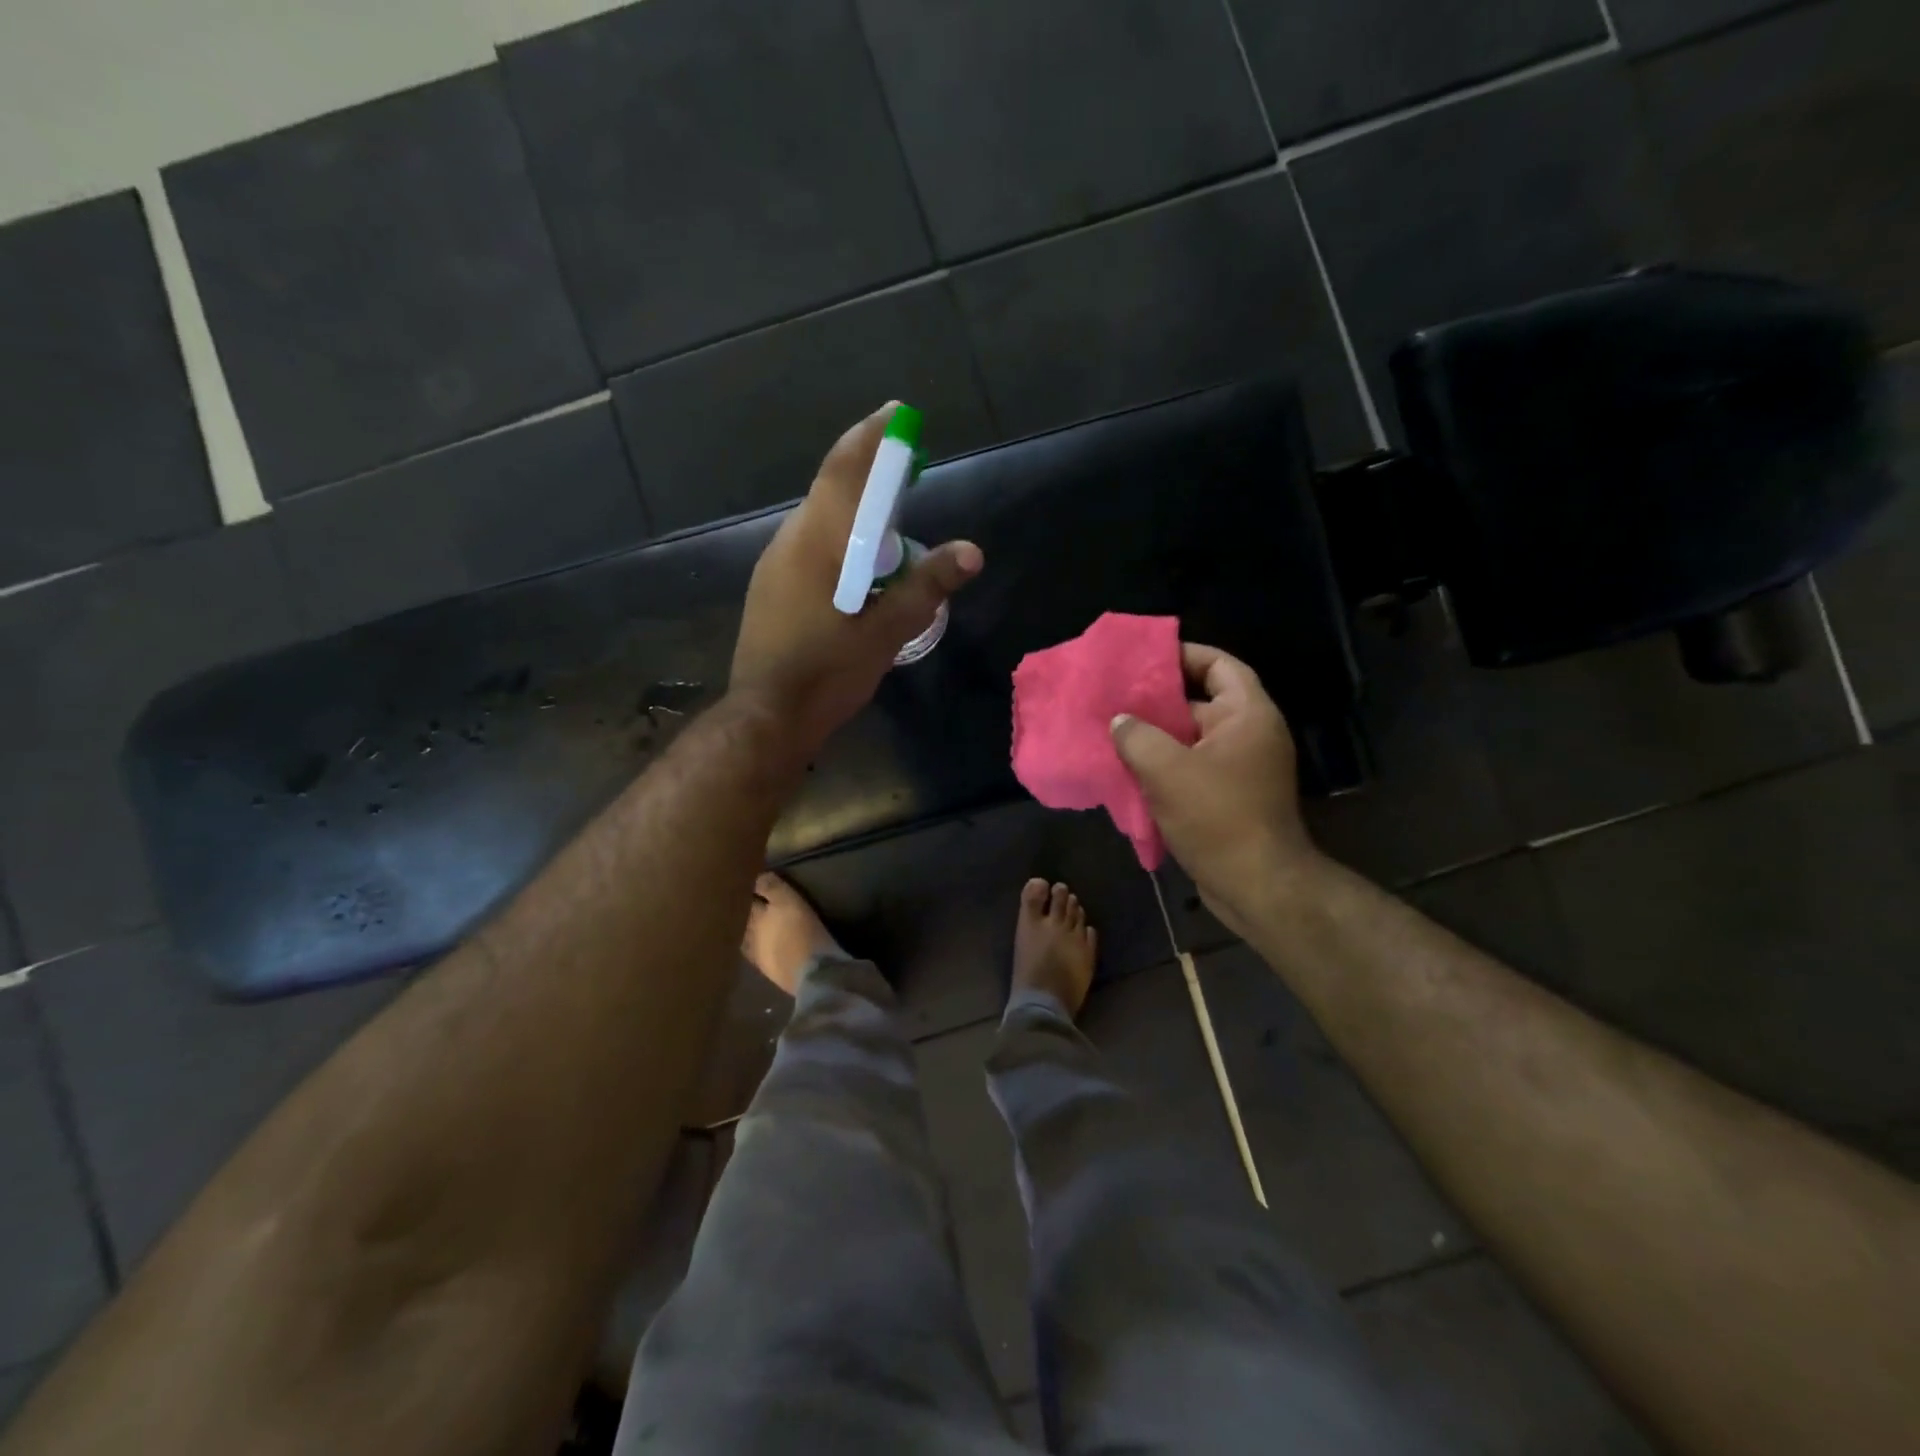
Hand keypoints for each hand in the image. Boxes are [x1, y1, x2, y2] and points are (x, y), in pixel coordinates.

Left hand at [731, 404, 982, 757]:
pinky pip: (810, 548)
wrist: (767, 716)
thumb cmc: (828, 671)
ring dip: (855, 515)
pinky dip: (839, 543)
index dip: (872, 437)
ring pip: (820, 523)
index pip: (844, 469)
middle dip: (870, 476)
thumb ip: (927, 586)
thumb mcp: (886, 630)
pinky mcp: (771, 590)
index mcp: (817, 540)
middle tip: (908, 477)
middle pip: (832, 491)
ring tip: (892, 532)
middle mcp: (789, 541)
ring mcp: (775, 565)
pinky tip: (859, 573)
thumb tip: (971, 551)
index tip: (897, 415)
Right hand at [1111, 643, 1323, 935]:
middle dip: (1157, 701)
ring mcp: (1240, 769)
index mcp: (1247, 715)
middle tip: (1114, 698)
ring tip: (1112, 733)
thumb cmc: (1218, 817)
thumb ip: (1137, 736)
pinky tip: (1127, 771)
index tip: (1142, 660)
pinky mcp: (1229, 798)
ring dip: (1154, 738)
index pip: (1219, 665)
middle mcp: (1249, 735)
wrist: (1257, 886)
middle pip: (1200, 702)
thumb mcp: (1167, 770)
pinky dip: (1163, 767)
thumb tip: (1120, 722)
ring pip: (1190, 740)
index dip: (1183, 655)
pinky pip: (1191, 770)